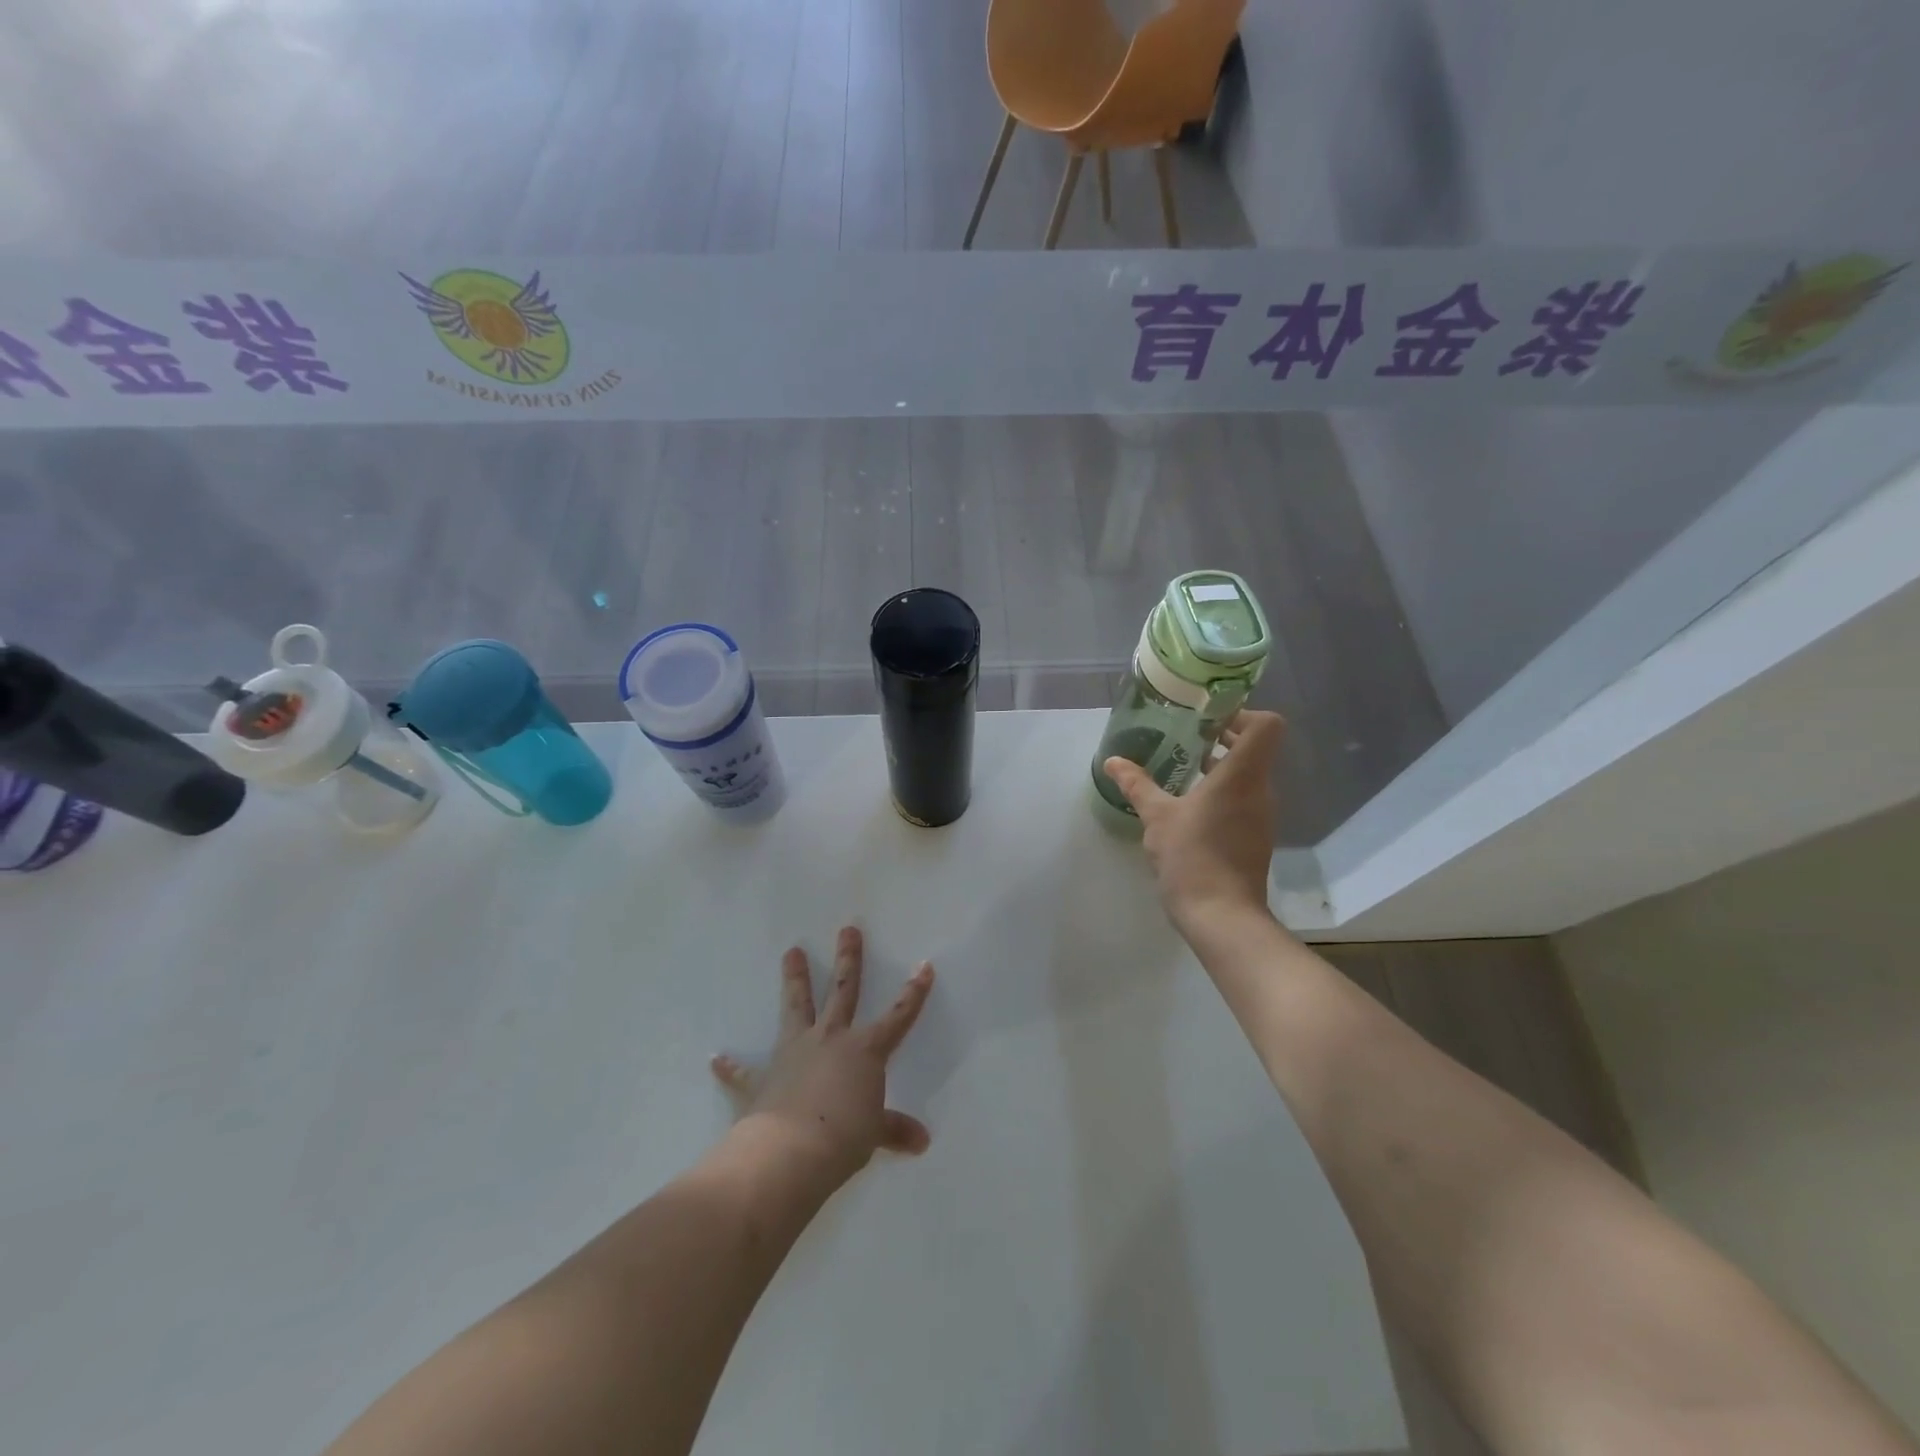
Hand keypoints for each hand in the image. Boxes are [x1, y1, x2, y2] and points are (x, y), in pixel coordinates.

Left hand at [712, 927, 934, 1190]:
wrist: (789, 1153)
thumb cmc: (843, 1137)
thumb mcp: (874, 1134)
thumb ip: (894, 1129)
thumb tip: (921, 1141)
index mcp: (864, 1050)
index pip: (898, 1016)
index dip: (913, 993)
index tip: (924, 965)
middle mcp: (830, 1040)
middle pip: (842, 992)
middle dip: (848, 960)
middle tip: (847, 930)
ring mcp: (793, 1054)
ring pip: (796, 1007)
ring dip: (794, 980)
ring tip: (791, 951)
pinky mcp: (762, 1080)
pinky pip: (743, 1072)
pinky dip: (731, 1067)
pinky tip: (717, 1058)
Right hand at [1103, 709, 1283, 930]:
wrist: (1222, 916)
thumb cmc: (1192, 857)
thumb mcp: (1156, 817)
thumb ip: (1137, 784)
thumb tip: (1113, 761)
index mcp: (1242, 776)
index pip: (1266, 726)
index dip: (1242, 713)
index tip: (1208, 719)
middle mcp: (1260, 790)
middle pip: (1255, 748)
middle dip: (1223, 738)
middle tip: (1186, 736)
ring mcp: (1260, 816)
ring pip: (1247, 776)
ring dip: (1219, 766)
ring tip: (1182, 767)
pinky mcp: (1254, 837)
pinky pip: (1242, 800)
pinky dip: (1220, 792)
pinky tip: (1188, 804)